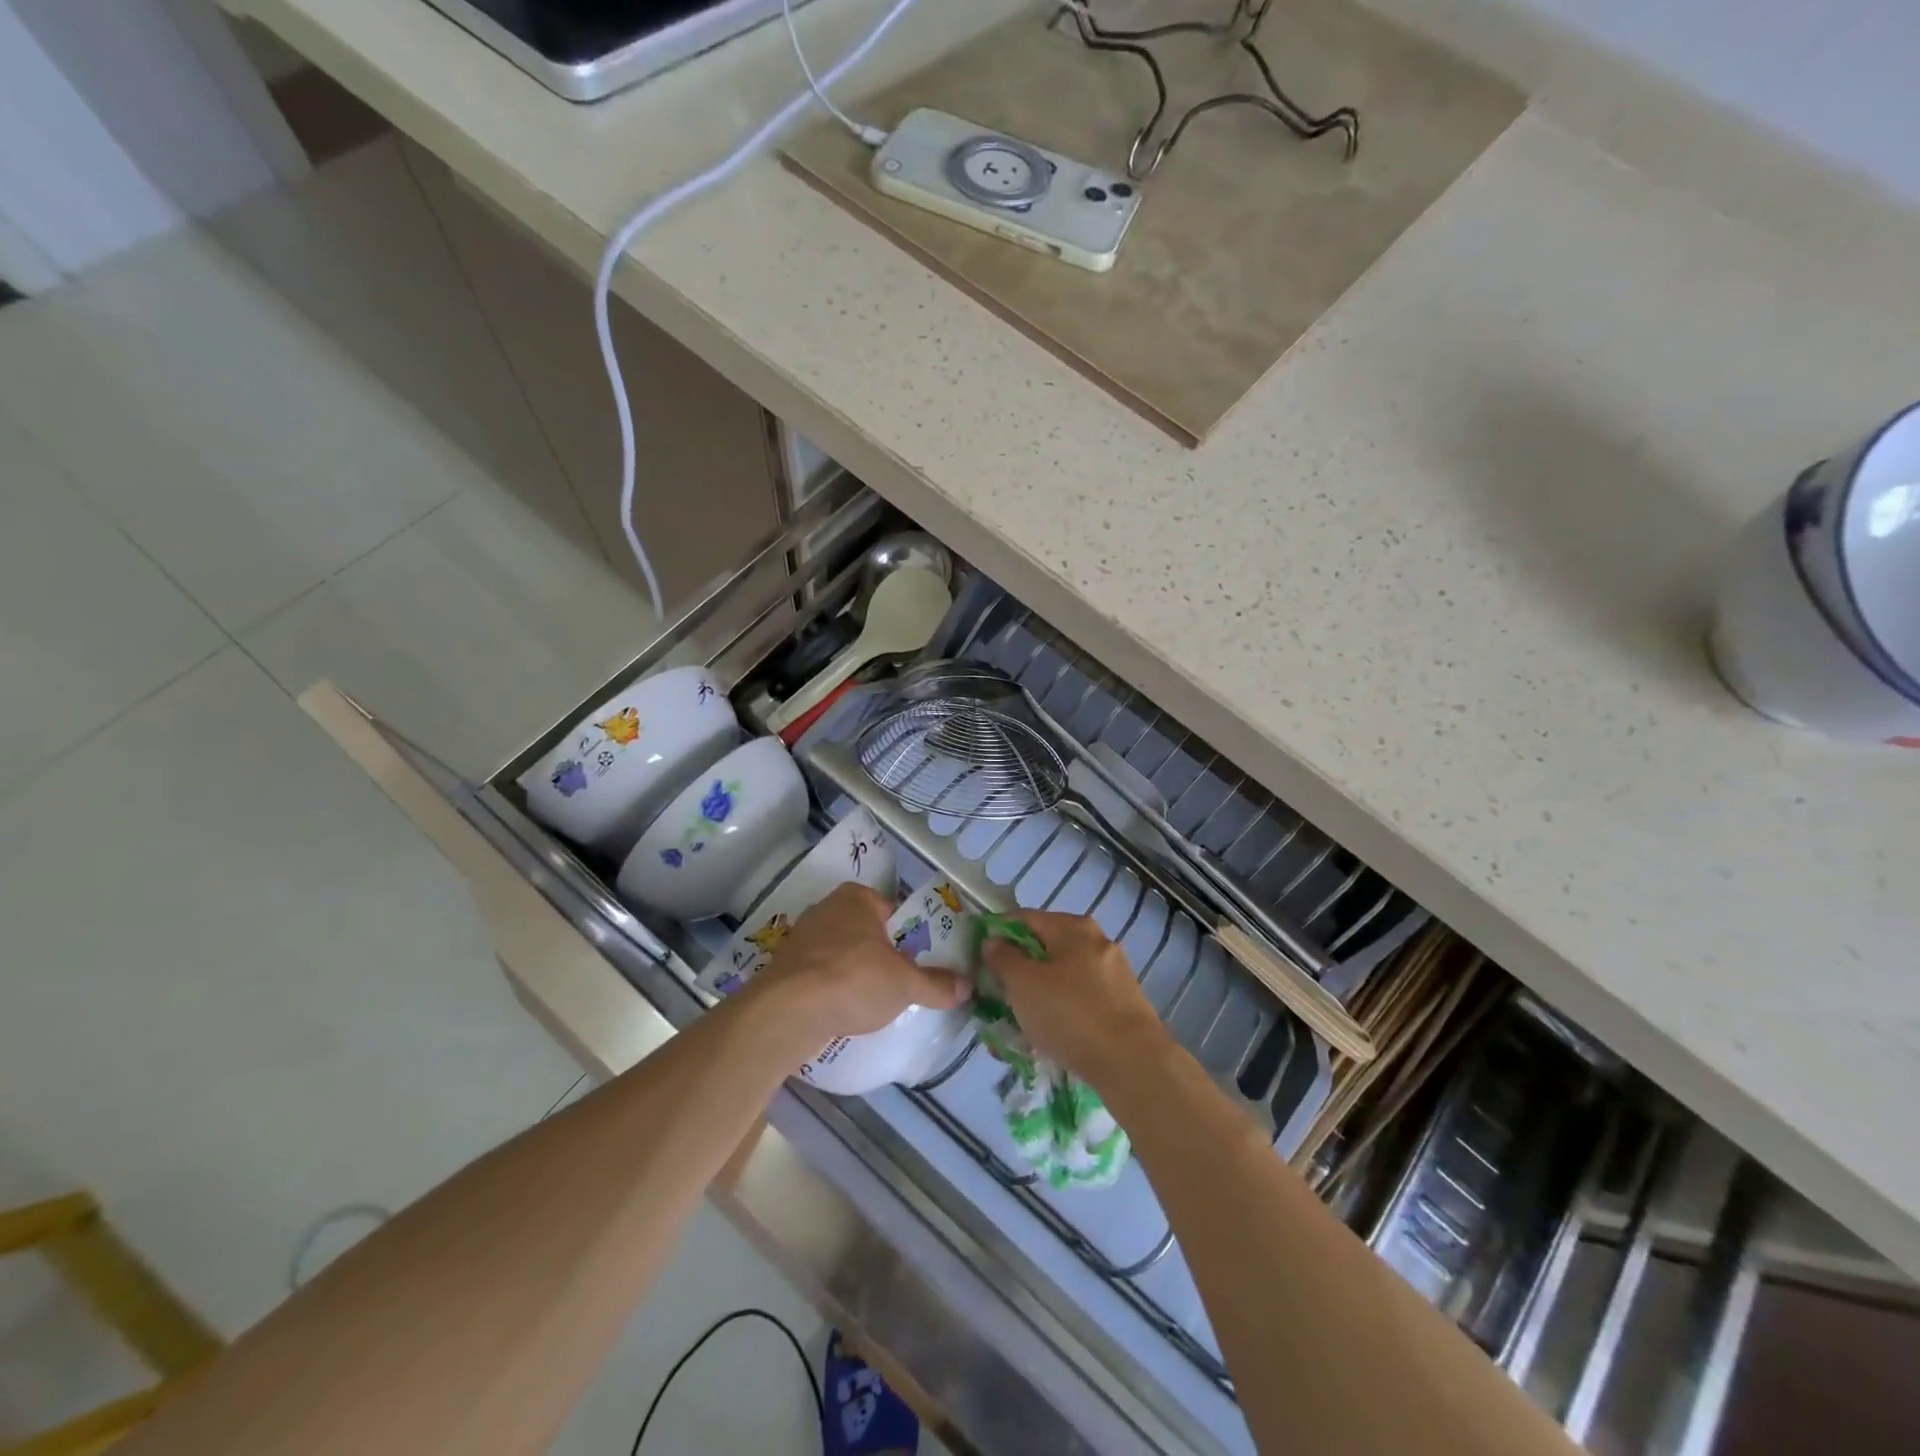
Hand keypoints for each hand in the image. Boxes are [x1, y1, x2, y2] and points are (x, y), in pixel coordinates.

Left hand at [754, 884, 964, 1048]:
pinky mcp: (784, 967)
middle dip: (881, 954)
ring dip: (854, 972)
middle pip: (865, 931)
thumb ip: (937, 984)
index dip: (908, 936)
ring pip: (840, 953)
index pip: (892, 910)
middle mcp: (826, 908)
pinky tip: (842, 1011)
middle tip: (900, 983)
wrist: (788, 1012)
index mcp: (856, 897)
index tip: (918, 962)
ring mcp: (801, 937)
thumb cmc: (854, 980)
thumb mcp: (906, 984)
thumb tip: (967, 986)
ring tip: (872, 1002)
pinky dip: (831, 989)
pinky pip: (819, 974)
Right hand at [982, 911, 1170, 1087]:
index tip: (979, 960)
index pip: (1024, 918)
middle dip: (1020, 969)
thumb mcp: (1023, 984)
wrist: (1133, 1063)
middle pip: (1046, 947)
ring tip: (1022, 1023)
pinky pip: (1082, 1000)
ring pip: (1064, 976)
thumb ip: (1003, 958)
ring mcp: (1114, 973)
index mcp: (1074, 927)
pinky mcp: (1124, 1004)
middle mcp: (1098, 941)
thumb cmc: (1071, 1015)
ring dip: (1041, 993)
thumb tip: (994, 941)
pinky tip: (1053, 1036)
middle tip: (999, 995)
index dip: (998, 934)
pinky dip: (1064, 1011)